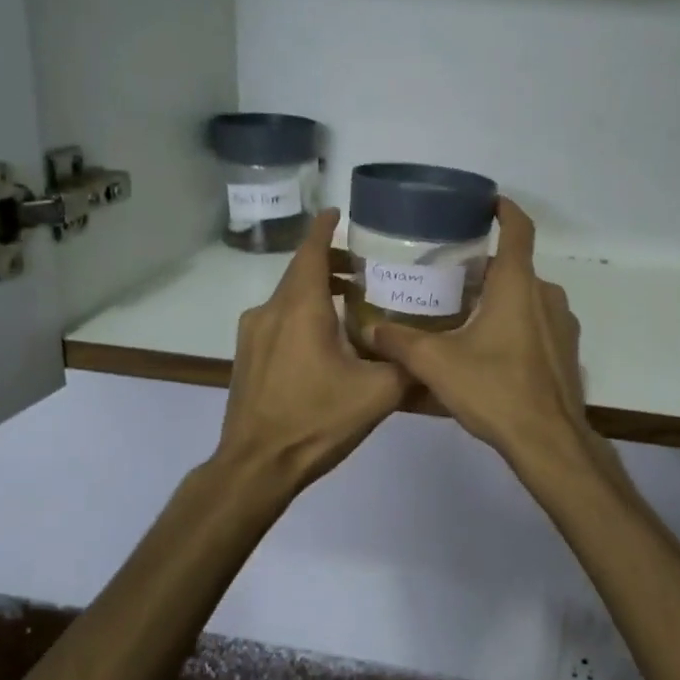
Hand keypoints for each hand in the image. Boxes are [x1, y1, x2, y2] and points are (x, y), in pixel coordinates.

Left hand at [215, 209, 408, 490]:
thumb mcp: (378, 394)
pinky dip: (301, 314)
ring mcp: (252, 335)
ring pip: (287, 297)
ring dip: (315, 290)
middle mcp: (270, 311)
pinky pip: (277, 320)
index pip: (310, 251)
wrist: (256, 466)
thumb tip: (432, 353)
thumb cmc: (316, 421)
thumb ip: (408, 366)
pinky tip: (325, 339)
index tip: (340, 213)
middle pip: (300, 272)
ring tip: (349, 302)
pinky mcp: (247, 357)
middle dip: (329, 262)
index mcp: (300, 309)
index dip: (325, 228)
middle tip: (364, 268)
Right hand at [364, 199, 592, 463]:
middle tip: (451, 275)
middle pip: (516, 267)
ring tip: (466, 313)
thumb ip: (399, 342)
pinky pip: (538, 324)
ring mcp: (562, 324)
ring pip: (527, 297)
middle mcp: (546, 295)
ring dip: (501, 298)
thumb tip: (367, 329)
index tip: (487, 202)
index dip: (504, 209)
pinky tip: (490, 349)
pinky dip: (516, 325)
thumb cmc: (495, 390)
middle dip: (486, 267)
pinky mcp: (566, 351)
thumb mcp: (436, 364)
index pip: (518, 228)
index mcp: (518, 285)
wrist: (548, 441)